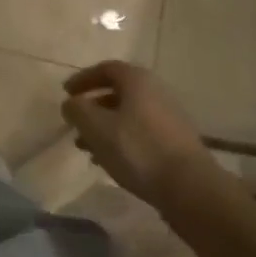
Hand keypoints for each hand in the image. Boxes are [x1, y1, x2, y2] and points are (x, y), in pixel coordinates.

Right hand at [62, 62, 217, 208]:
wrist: (189, 188)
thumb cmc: (138, 150)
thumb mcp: (97, 128)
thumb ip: (78, 110)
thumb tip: (70, 103)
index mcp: (138, 80)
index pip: (106, 69)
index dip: (83, 79)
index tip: (66, 93)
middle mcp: (156, 91)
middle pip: (119, 92)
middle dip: (94, 107)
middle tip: (76, 124)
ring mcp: (170, 117)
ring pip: (129, 115)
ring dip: (106, 127)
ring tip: (88, 148)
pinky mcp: (177, 142)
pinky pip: (142, 133)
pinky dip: (123, 140)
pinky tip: (112, 162)